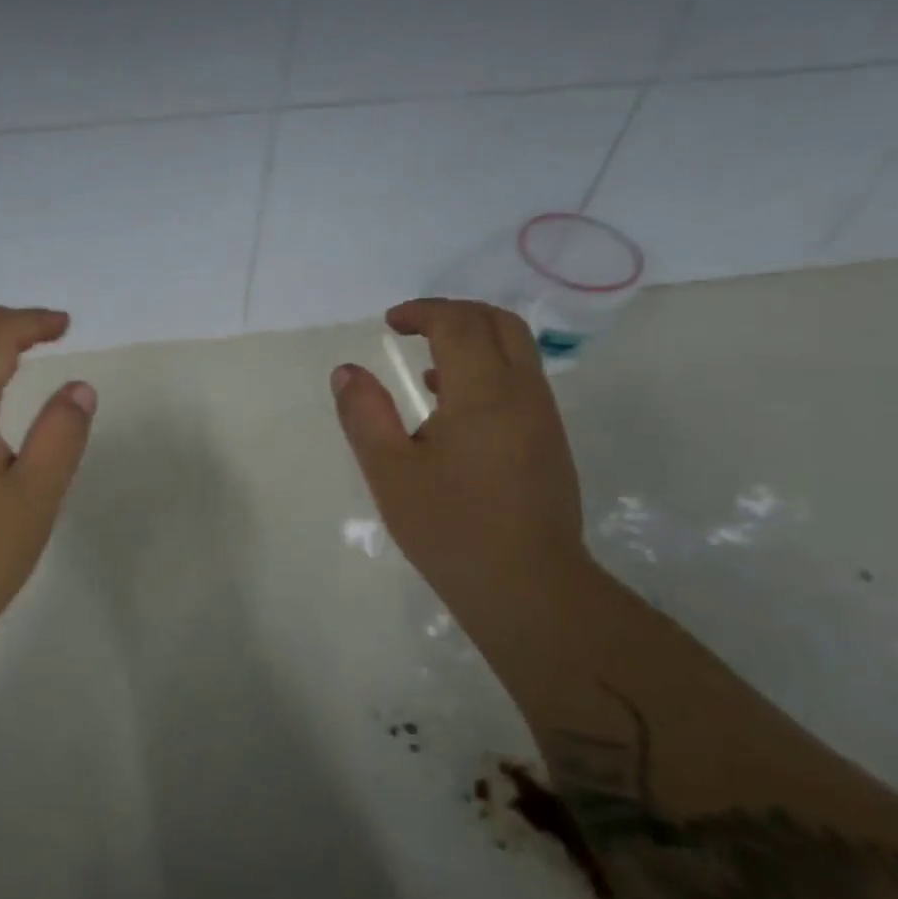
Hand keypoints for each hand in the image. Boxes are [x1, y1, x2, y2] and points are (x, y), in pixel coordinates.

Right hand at [330, 299, 591, 620]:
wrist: (527, 587)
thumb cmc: (450, 528)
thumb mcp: (389, 472)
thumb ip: (364, 415)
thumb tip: (346, 371)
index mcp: (483, 394)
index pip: (458, 324)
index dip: (422, 312)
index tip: (390, 323)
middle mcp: (523, 393)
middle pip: (498, 323)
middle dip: (454, 313)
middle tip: (413, 328)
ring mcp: (543, 417)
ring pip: (517, 350)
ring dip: (474, 340)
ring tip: (428, 364)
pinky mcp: (550, 441)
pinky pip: (522, 380)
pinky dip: (489, 368)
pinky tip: (454, 406)